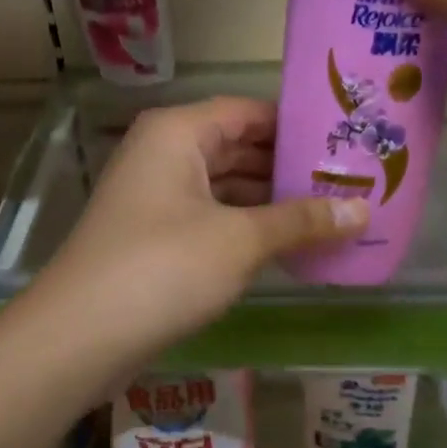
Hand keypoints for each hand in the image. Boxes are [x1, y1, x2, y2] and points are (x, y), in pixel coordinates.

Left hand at [29, 97, 365, 363]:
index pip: (250, 111)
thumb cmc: (164, 268)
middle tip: (351, 182)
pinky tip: (287, 246)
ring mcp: (154, 199)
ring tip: (331, 214)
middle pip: (238, 148)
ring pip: (224, 188)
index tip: (348, 141)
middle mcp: (162, 155)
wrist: (81, 336)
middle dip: (289, 167)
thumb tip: (364, 211)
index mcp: (178, 133)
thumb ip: (301, 221)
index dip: (298, 125)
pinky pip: (210, 221)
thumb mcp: (240, 240)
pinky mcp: (153, 240)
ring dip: (271, 203)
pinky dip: (245, 229)